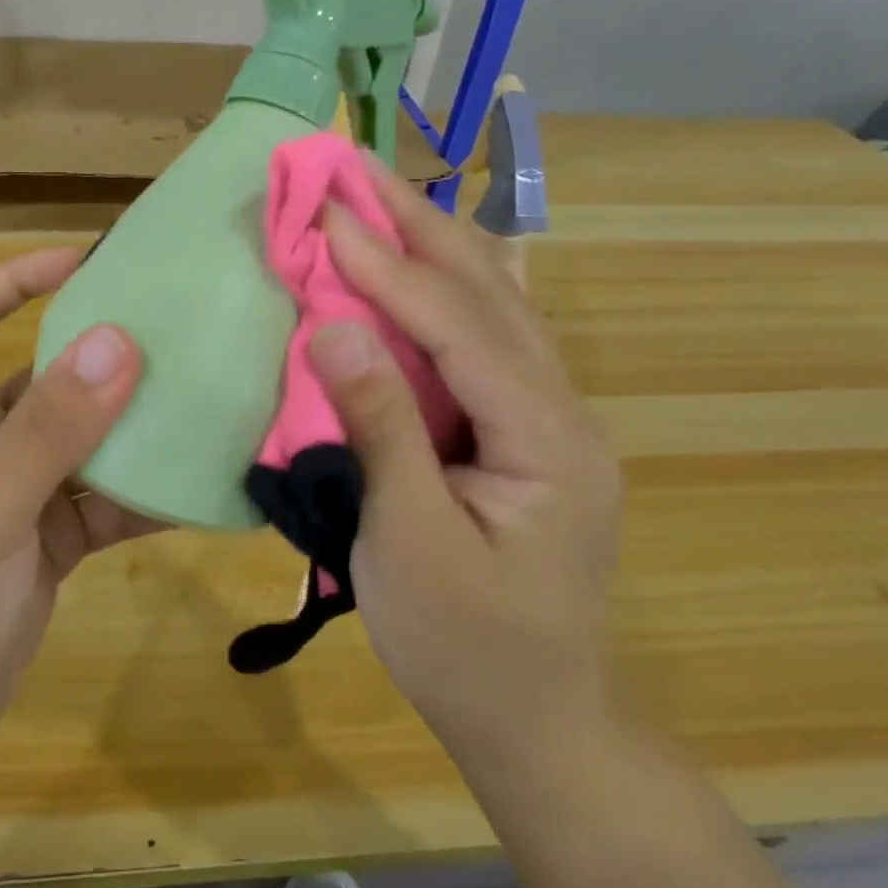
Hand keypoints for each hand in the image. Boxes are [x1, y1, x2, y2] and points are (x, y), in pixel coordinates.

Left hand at [0, 249, 155, 753]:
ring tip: (200, 400)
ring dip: (132, 425)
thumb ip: (50, 428)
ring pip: (84, 439)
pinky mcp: (51, 539)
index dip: (14, 280)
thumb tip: (117, 340)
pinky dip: (144, 494)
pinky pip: (105, 500)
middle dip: (98, 353)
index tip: (83, 262)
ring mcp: (20, 493)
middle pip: (41, 375)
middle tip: (172, 332)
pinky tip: (194, 488)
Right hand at [309, 158, 623, 777]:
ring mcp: (548, 417)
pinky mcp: (523, 432)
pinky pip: (485, 338)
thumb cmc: (467, 646)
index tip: (326, 211)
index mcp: (546, 438)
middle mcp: (561, 409)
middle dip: (420, 223)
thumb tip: (334, 323)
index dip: (387, 264)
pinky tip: (429, 259)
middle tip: (356, 166)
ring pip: (494, 306)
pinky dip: (445, 288)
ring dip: (433, 245)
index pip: (459, 324)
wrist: (538, 721)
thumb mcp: (410, 543)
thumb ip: (380, 428)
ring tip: (379, 195)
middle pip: (489, 293)